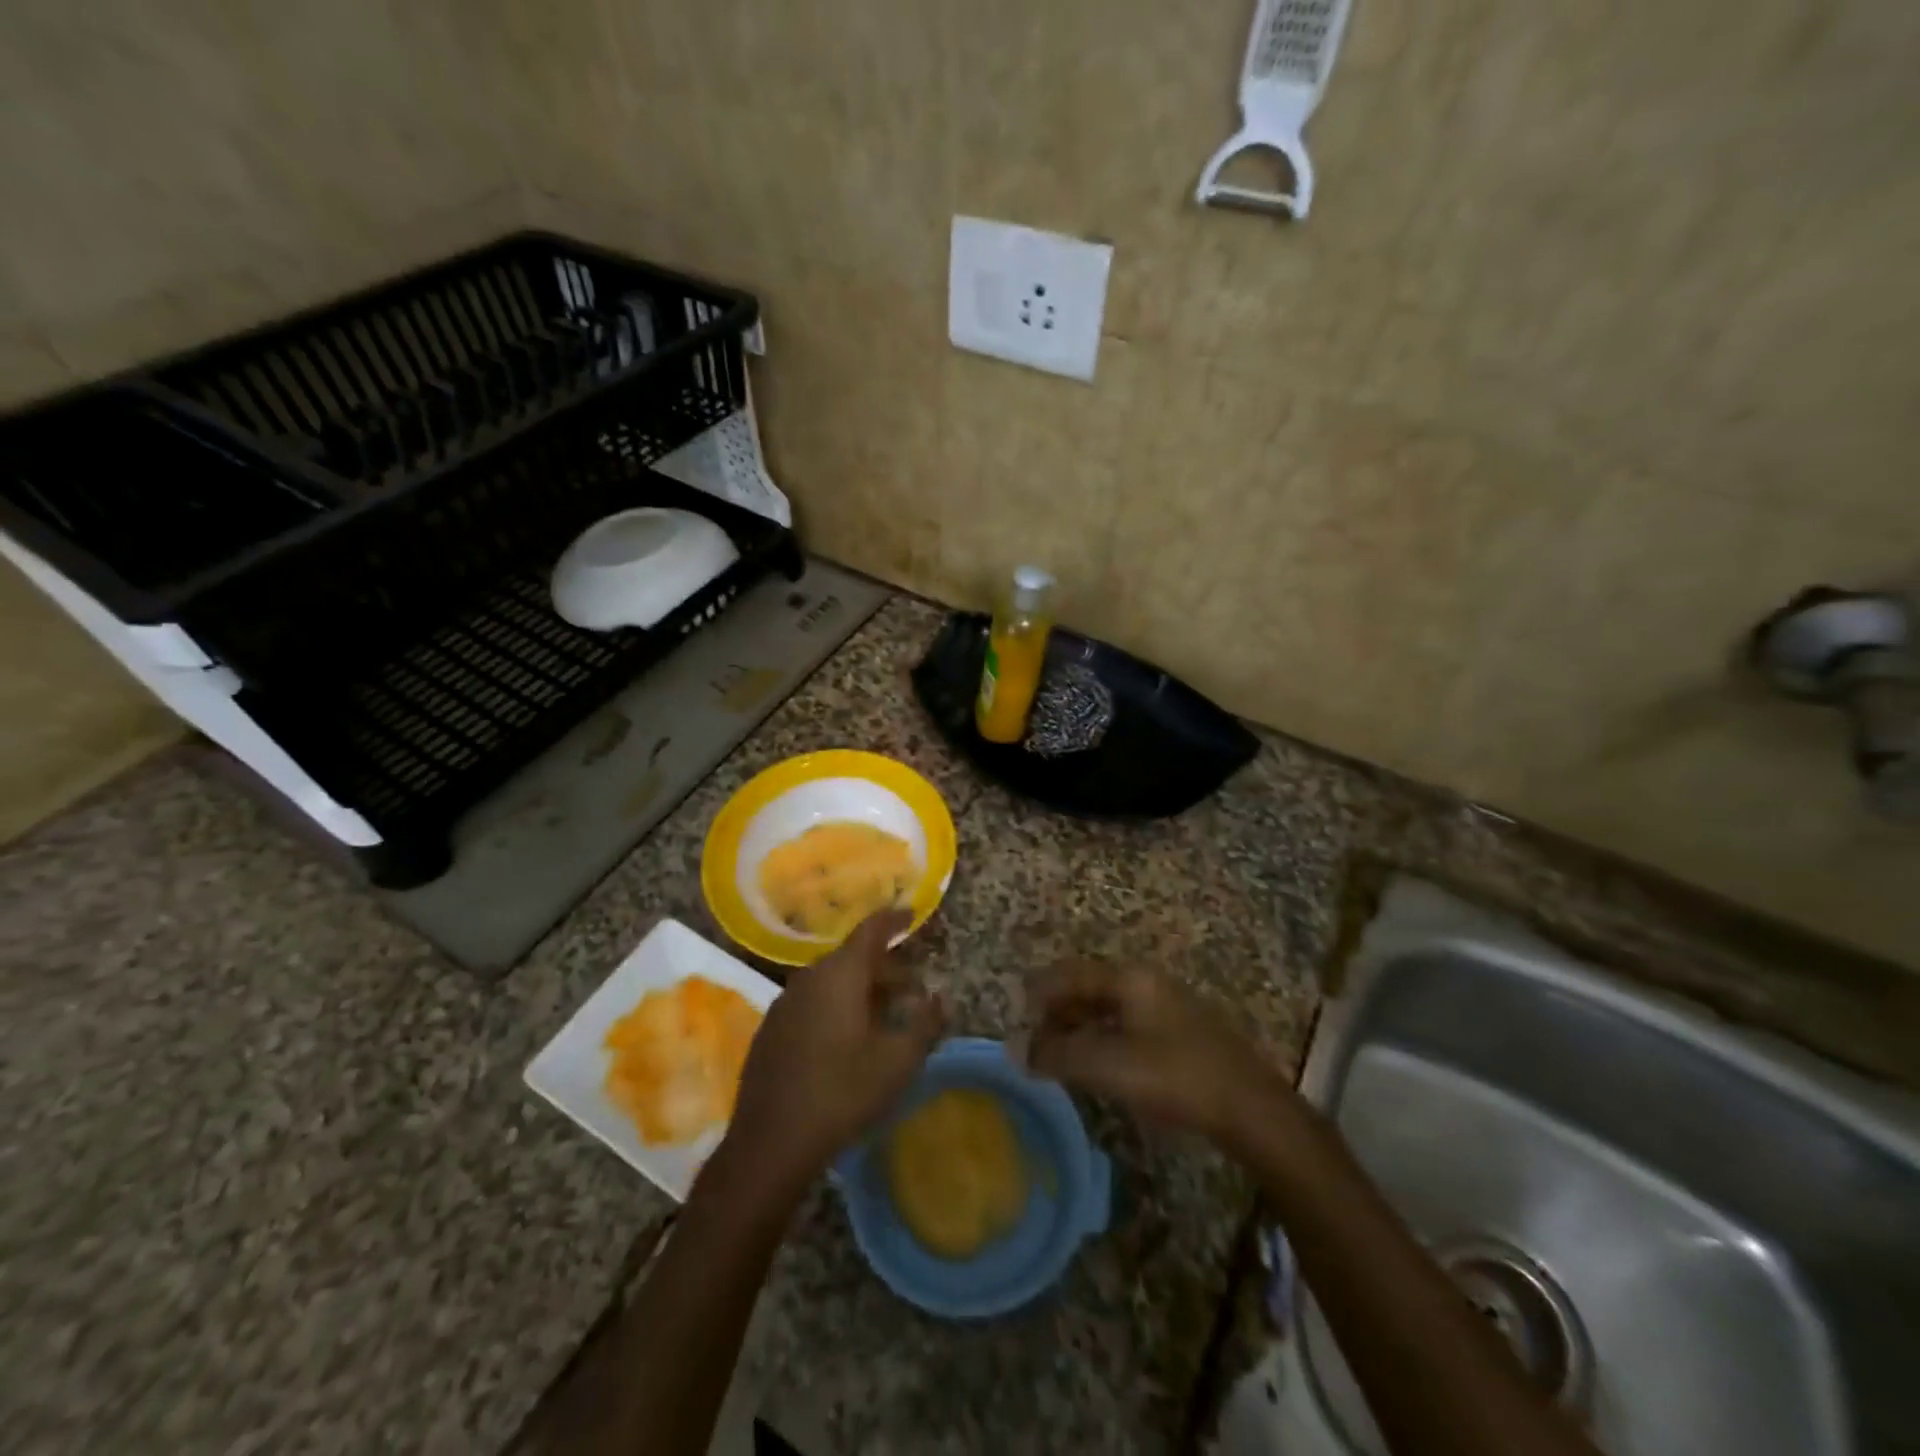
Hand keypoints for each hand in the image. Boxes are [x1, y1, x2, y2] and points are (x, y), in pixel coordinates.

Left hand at [724, 909, 944, 1191]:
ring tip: (883, 1016)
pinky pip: (811, 1002)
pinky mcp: (771, 1030)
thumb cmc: (842, 1093)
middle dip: (884, 968)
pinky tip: (846, 1040)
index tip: (910, 915)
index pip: (871, 930)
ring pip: (830, 982)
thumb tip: (943, 997)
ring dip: (860, 990)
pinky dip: (835, 1006)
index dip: (893, 919)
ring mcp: (785, 1003)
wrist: (770, 1143)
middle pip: (852, 958)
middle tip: (911, 989)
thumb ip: (925, 1023)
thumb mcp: (898, 1062)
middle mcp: (809, 978)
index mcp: (841, 975)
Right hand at [1026, 959, 1287, 1151]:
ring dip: (1079, 1027)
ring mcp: (1166, 1006)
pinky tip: (1097, 1065)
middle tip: (1034, 1040)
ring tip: (1058, 1055)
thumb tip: (1016, 1049)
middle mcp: (1145, 983)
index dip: (1039, 991)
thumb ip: (1059, 1055)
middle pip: (1088, 987)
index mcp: (1129, 979)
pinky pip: (1126, 1025)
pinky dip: (1101, 1039)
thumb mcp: (1109, 1065)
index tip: (1016, 1013)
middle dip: (1057, 1010)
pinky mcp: (1179, 1033)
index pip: (1070, 973)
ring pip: (1108, 1008)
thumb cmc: (1175, 1076)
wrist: (1250, 1107)